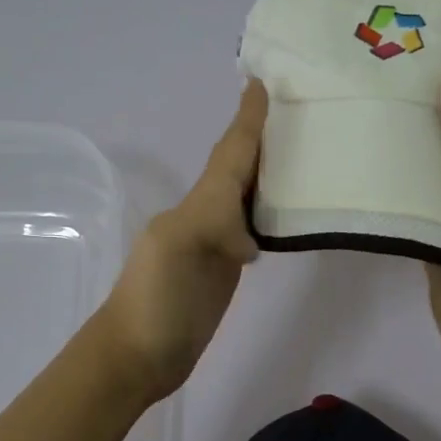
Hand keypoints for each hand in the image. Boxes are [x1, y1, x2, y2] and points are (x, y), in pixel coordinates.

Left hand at [91, 79, 266, 403]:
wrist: (137, 358)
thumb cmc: (154, 304)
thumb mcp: (176, 252)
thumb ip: (212, 224)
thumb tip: (249, 238)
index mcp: (197, 204)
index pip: (229, 155)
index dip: (247, 121)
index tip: (263, 83)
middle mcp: (207, 214)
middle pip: (239, 167)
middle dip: (262, 136)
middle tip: (298, 107)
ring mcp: (216, 243)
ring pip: (246, 194)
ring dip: (269, 168)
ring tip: (303, 147)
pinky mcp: (226, 269)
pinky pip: (253, 226)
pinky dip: (271, 208)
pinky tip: (288, 207)